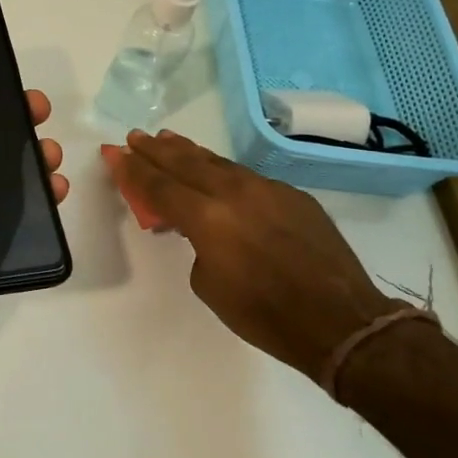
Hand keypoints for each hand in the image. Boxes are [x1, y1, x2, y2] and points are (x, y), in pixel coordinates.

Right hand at [111, 130, 396, 379]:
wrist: (340, 320)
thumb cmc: (264, 314)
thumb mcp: (210, 284)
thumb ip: (197, 245)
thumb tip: (202, 229)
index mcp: (208, 218)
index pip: (160, 186)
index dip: (134, 170)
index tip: (116, 154)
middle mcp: (235, 193)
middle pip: (186, 163)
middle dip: (157, 150)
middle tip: (136, 136)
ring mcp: (268, 190)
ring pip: (219, 163)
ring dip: (190, 153)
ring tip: (169, 140)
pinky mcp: (293, 196)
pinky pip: (248, 178)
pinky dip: (223, 172)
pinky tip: (216, 173)